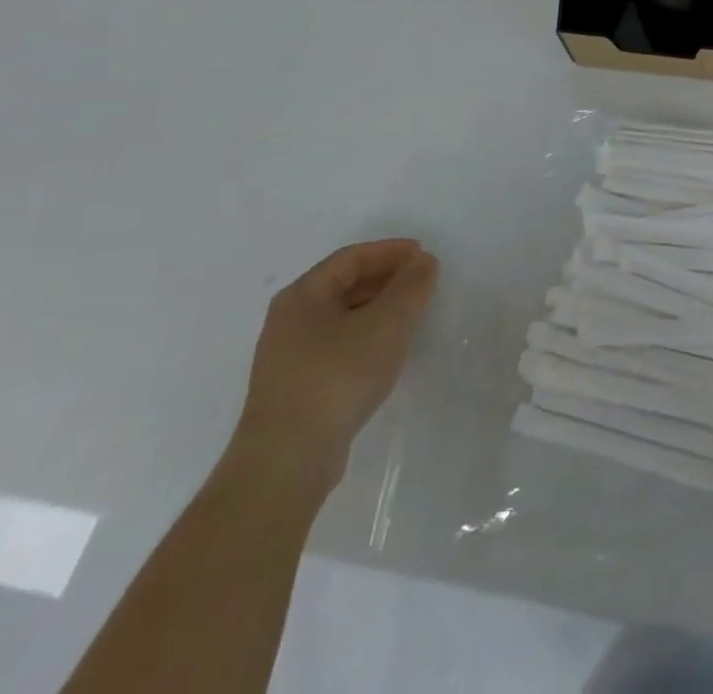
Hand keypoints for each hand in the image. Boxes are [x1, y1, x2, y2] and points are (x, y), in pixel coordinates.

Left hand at [230, 239, 438, 487]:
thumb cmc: (338, 376)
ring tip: (412, 314)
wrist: (287, 461)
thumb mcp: (388, 322)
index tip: (425, 255)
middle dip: (386, 278)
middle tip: (423, 281)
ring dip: (378, 308)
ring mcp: (288, 357)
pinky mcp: (296, 388)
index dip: (391, 251)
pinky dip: (366, 336)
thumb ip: (411, 285)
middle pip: (344, 284)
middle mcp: (289, 320)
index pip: (351, 257)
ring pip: (342, 316)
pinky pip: (337, 345)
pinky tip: (387, 351)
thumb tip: (422, 262)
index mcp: (303, 295)